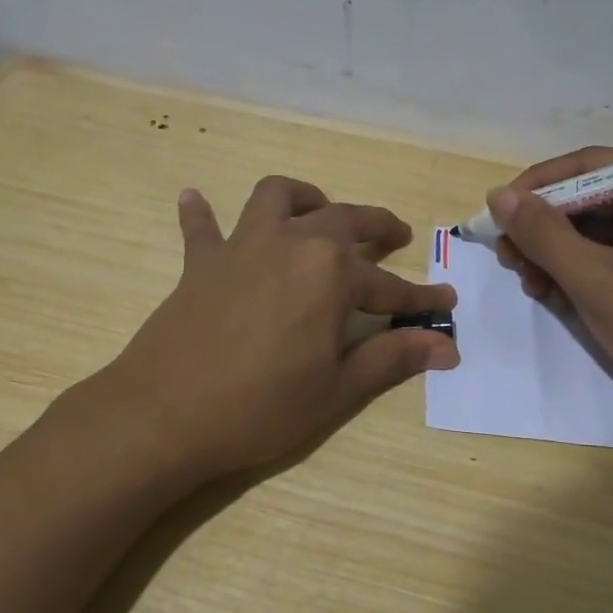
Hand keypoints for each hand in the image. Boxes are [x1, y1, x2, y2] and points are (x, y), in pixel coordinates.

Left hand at [100, 176, 457, 481]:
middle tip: (397, 237)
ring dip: (304, 197)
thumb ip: (392, 357)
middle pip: (344, 221)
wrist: (165, 415)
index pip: (390, 287)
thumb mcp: (336, 389)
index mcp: (331, 274)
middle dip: (377, 227)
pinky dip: (202, 213)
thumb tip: (447, 347)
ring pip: (277, 198)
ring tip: (318, 211)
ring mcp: (241, 246)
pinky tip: (195, 199)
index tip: (446, 302)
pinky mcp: (200, 262)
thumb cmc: (260, 407)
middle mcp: (291, 243)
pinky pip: (201, 227)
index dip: (421, 299)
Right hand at [486, 147, 612, 435]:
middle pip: (590, 198)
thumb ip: (543, 233)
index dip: (536, 186)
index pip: (589, 165)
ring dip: (555, 254)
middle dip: (543, 228)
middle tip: (507, 257)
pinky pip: (611, 257)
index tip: (496, 213)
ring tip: (530, 283)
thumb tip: (498, 195)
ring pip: (595, 231)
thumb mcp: (595, 278)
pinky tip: (554, 294)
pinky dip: (578, 272)